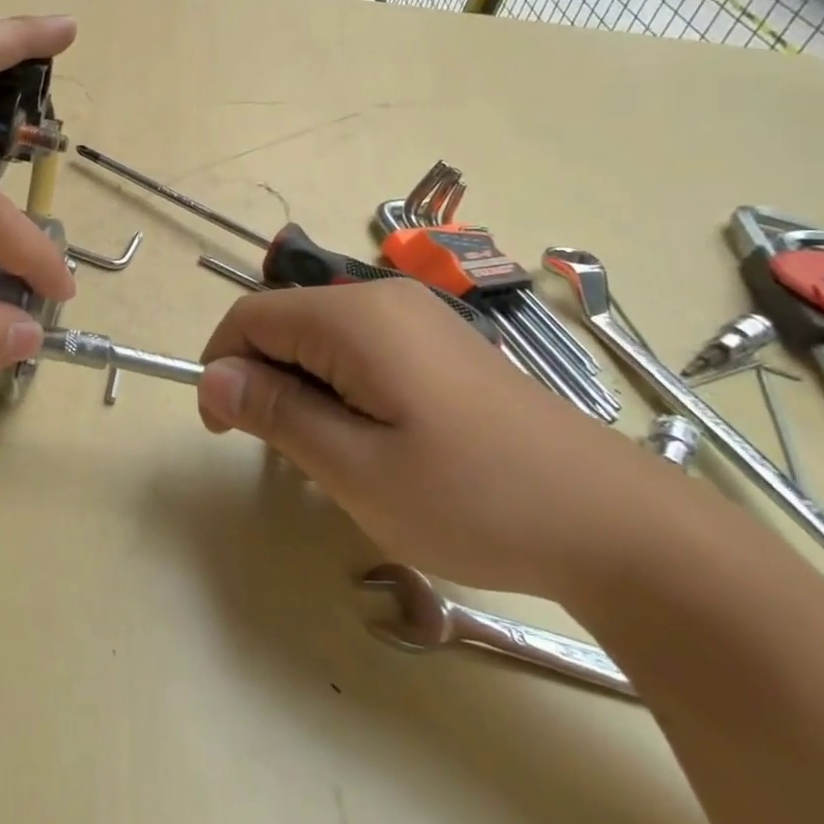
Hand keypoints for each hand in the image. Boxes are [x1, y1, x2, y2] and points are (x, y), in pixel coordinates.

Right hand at [195, 281, 668, 597]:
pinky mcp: (439, 346)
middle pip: (284, 322)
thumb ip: (275, 412)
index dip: (222, 368)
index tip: (227, 432)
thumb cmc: (472, 498)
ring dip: (303, 391)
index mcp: (355, 317)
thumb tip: (210, 379)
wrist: (613, 524)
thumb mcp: (354, 467)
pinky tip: (376, 441)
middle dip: (265, 381)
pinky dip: (341, 389)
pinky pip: (360, 351)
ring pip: (320, 340)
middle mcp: (383, 300)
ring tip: (336, 456)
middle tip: (290, 456)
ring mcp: (418, 319)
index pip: (250, 317)